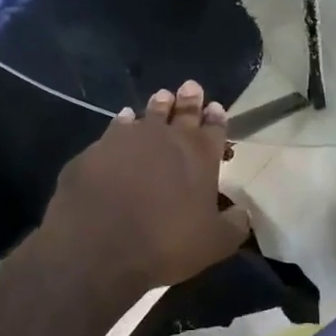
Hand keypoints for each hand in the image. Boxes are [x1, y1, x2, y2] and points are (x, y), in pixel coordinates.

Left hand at [37, 81, 250, 294]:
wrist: (97, 248)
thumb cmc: (165, 244)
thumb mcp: (214, 244)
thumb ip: (233, 225)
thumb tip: (241, 213)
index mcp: (200, 156)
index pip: (214, 128)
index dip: (216, 117)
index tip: (215, 107)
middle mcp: (166, 138)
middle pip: (182, 112)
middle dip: (189, 100)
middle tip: (190, 87)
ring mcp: (126, 140)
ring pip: (147, 115)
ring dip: (157, 106)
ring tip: (161, 97)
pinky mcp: (94, 152)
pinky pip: (113, 131)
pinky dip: (122, 124)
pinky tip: (123, 121)